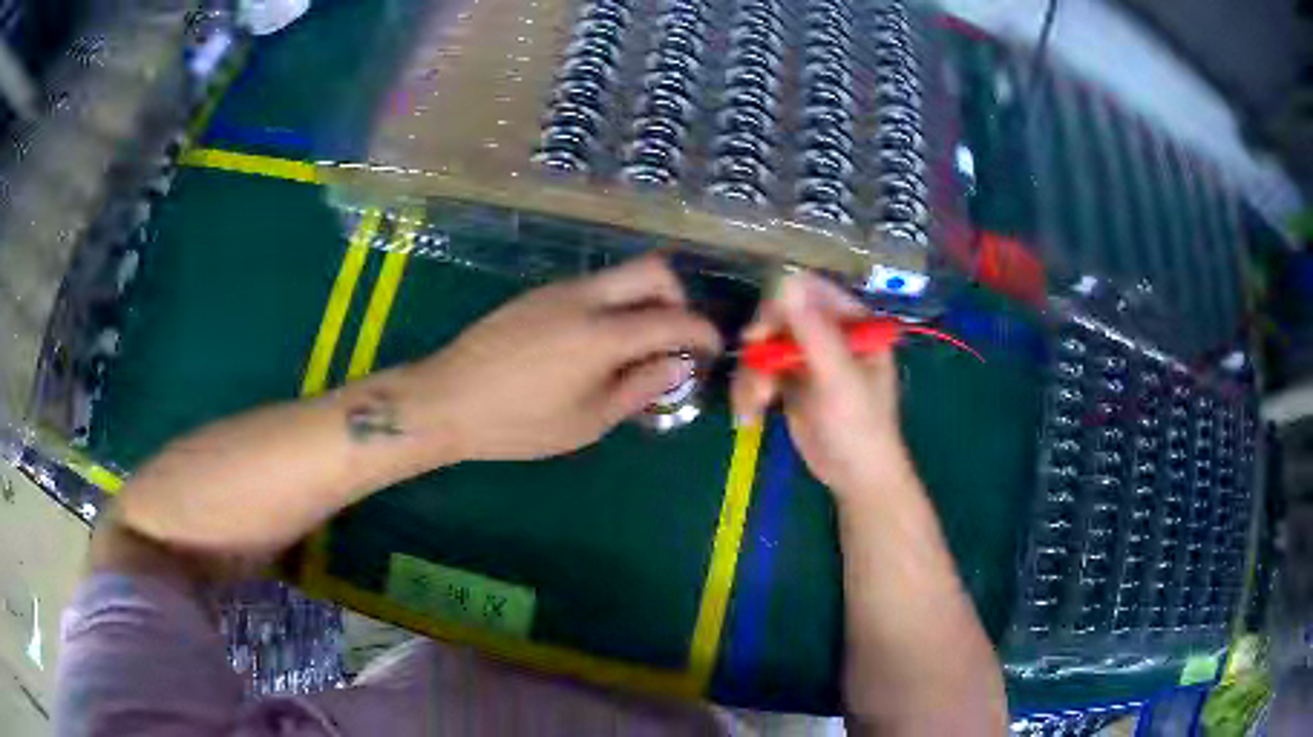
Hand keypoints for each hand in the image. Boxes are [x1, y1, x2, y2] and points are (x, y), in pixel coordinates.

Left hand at [409, 257, 721, 461]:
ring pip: (620, 276)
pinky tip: (594, 345)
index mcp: (603, 333)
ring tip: (634, 349)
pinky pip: (591, 288)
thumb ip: (639, 388)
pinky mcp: (537, 295)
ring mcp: (558, 290)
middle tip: (674, 336)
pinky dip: (612, 306)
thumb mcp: (587, 420)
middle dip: (678, 297)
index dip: (703, 332)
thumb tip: (678, 366)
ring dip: (642, 301)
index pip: (674, 319)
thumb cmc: (518, 423)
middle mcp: (585, 297)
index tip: (712, 349)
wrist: (446, 400)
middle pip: (653, 270)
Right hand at [731, 272, 911, 497]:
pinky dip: (749, 392)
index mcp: (853, 322)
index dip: (780, 307)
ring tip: (753, 407)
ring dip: (752, 376)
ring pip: (763, 346)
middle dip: (762, 348)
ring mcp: (808, 356)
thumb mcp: (839, 379)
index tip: (760, 335)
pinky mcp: (789, 380)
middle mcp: (829, 331)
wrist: (855, 477)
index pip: (809, 291)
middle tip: (756, 376)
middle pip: (779, 316)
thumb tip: (786, 280)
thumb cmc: (860, 427)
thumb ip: (815, 332)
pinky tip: (749, 416)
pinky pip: (759, 371)